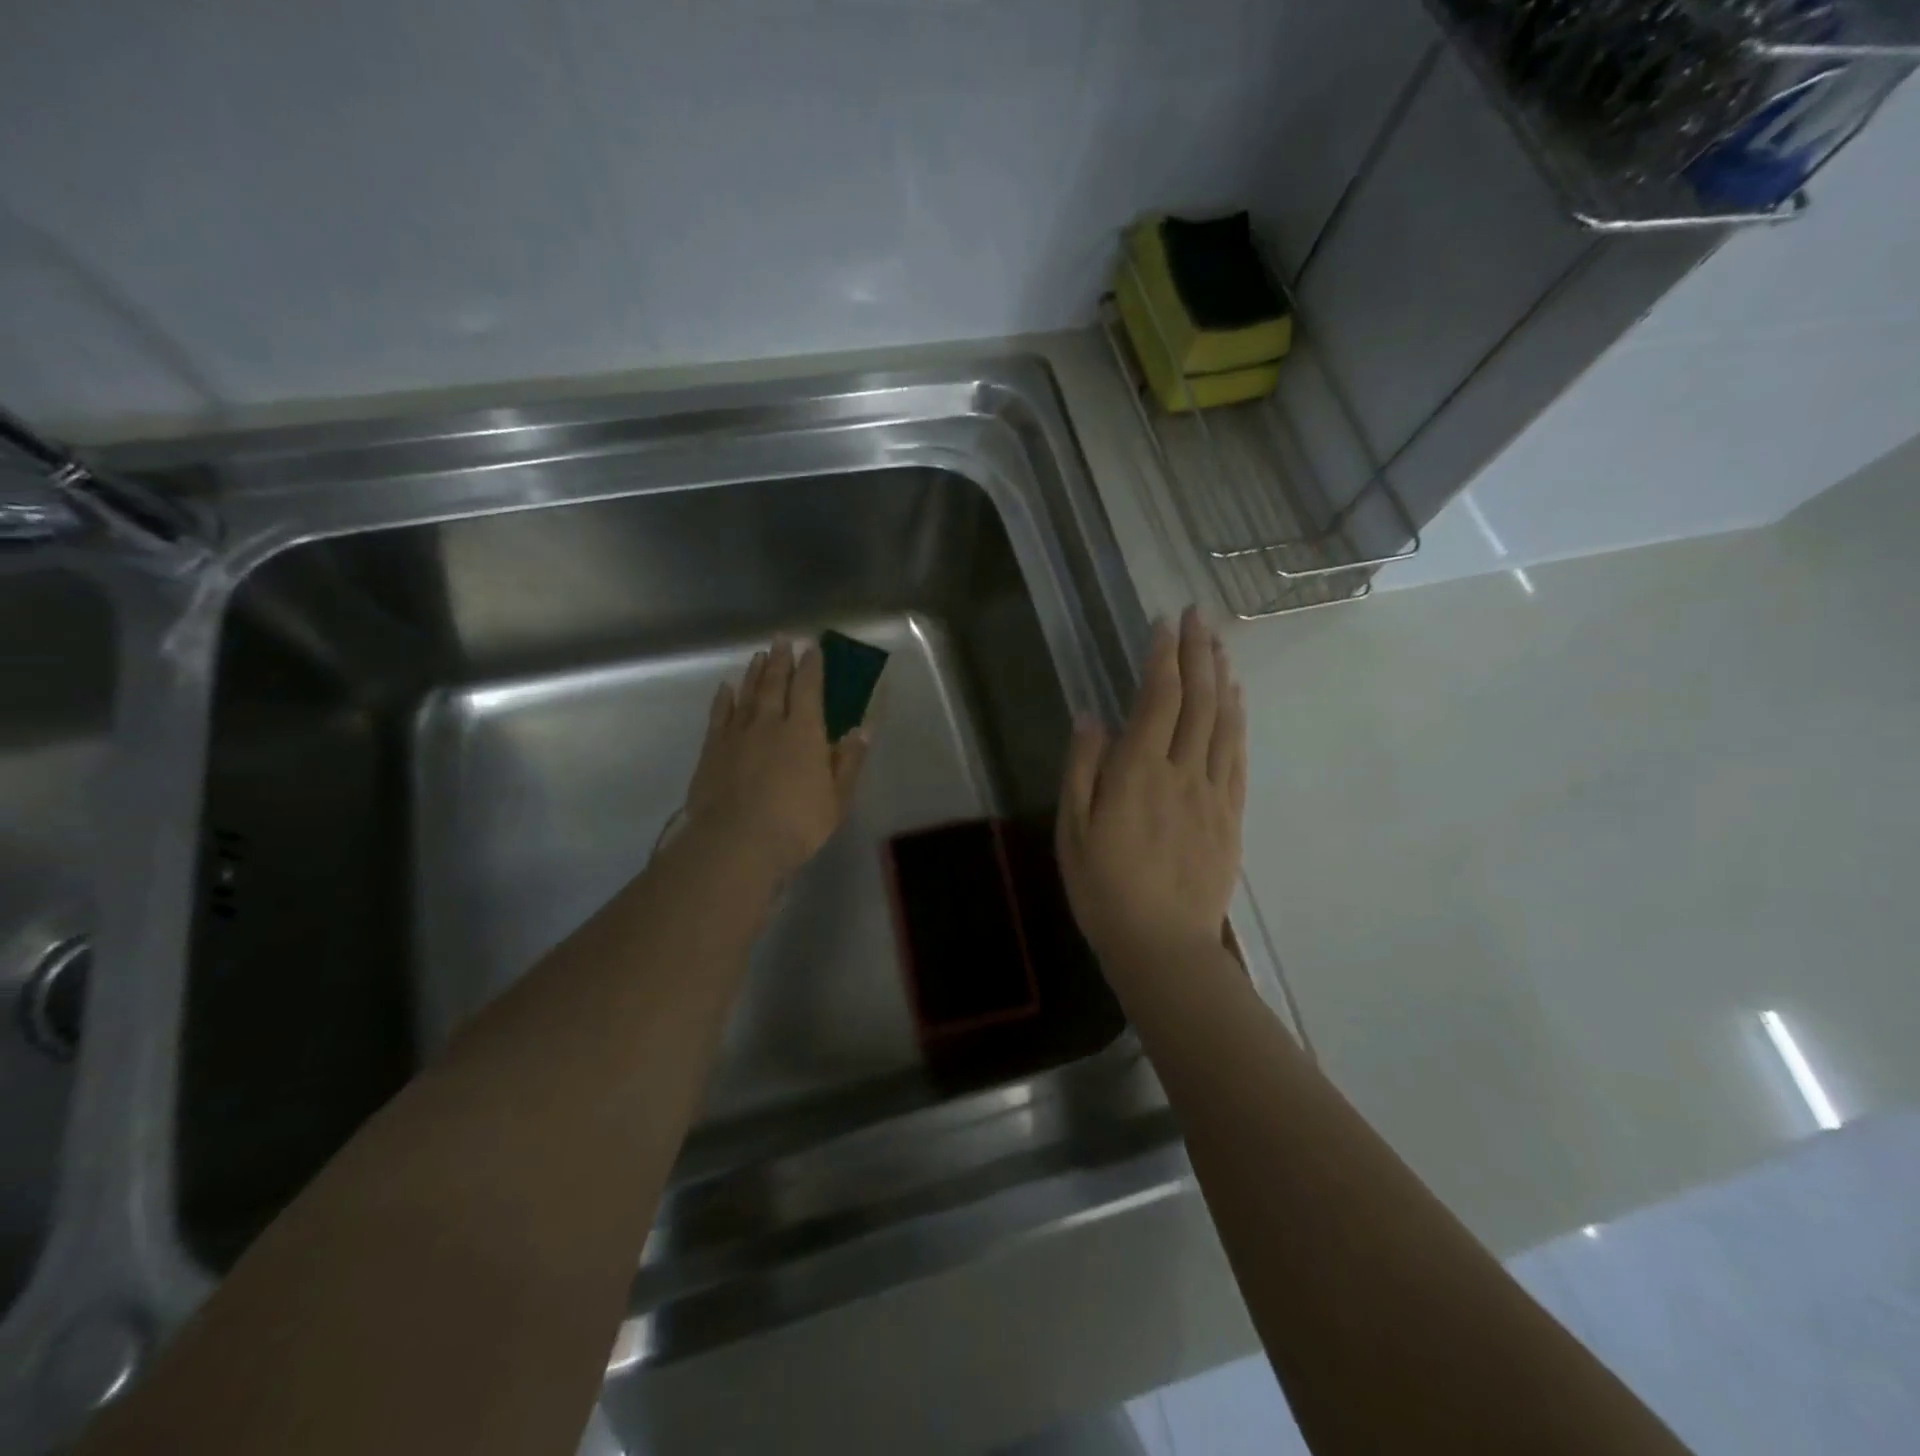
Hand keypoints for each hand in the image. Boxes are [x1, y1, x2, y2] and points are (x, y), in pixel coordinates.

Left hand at [683, 638, 869, 883]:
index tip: (813, 647)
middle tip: (782, 639)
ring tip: (759, 656)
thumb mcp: (837, 798)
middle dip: (781, 660)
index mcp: (804, 732)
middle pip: (775, 683)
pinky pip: (719, 715)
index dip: (812, 666)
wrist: (736, 842)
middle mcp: (770, 723)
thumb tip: (863, 729)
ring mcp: (737, 734)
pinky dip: (724, 698)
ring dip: (754, 672)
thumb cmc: (797, 823)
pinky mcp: (712, 750)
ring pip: (747, 693)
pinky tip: (726, 688)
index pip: (809, 688)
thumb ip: (848, 761)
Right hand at [1056, 608, 1246, 973]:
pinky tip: (1237, 699)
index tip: (1163, 624)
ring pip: (1224, 721)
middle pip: (1197, 700)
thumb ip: (1082, 769)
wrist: (1163, 946)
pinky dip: (1239, 719)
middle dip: (1197, 652)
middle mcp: (1181, 772)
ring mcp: (1213, 792)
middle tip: (1196, 615)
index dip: (1162, 657)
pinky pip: (1238, 756)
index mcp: (1138, 773)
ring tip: (1218, 643)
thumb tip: (1091, 716)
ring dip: (1222, 676)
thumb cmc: (1104, 890)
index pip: (1157, 699)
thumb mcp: (1072, 831)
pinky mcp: (1231, 814)